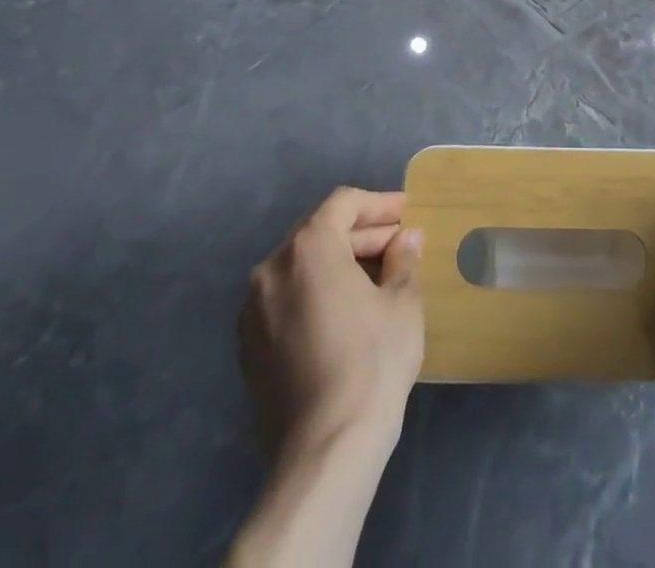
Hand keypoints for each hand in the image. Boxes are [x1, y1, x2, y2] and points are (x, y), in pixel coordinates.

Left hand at [238, 188, 424, 460]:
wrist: (324, 451)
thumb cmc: (371, 362)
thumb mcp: (403, 302)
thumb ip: (403, 259)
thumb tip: (406, 238)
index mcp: (308, 248)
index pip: (344, 204)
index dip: (379, 204)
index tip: (407, 215)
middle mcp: (271, 269)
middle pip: (319, 233)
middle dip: (360, 234)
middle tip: (398, 246)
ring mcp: (252, 310)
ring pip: (300, 267)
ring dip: (337, 264)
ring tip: (375, 279)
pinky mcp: (247, 348)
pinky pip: (285, 300)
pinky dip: (314, 294)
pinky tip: (343, 314)